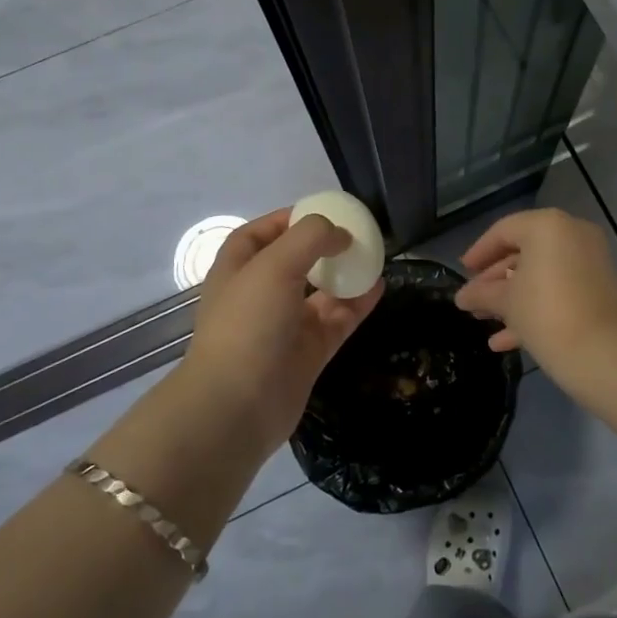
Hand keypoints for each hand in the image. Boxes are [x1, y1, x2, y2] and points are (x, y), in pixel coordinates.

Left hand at [181, 209, 384, 450]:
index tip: (323, 211)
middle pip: (295, 261)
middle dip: (324, 247)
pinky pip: (337, 319)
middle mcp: (260, 294)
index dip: (288, 219)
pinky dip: (357, 303)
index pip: (260, 233)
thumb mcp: (274, 265)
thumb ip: (310, 237)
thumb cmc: (248, 324)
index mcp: (238, 269)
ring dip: (345, 274)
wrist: (237, 406)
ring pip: (320, 291)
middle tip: (357, 234)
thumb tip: (341, 235)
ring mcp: (285, 325)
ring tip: (375, 256)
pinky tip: (379, 287)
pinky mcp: (308, 351)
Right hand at [455, 208, 616, 390]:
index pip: (503, 231)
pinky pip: (560, 289)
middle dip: (495, 281)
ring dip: (512, 297)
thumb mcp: (506, 302)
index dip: (479, 252)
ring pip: (542, 274)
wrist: (604, 354)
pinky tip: (506, 341)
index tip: (463, 272)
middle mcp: (572, 234)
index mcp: (548, 226)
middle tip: (473, 300)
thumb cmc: (545, 314)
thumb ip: (481, 293)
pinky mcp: (600, 289)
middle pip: (524, 253)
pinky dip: (536, 307)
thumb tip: (461, 297)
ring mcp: (590, 261)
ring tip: (484, 321)